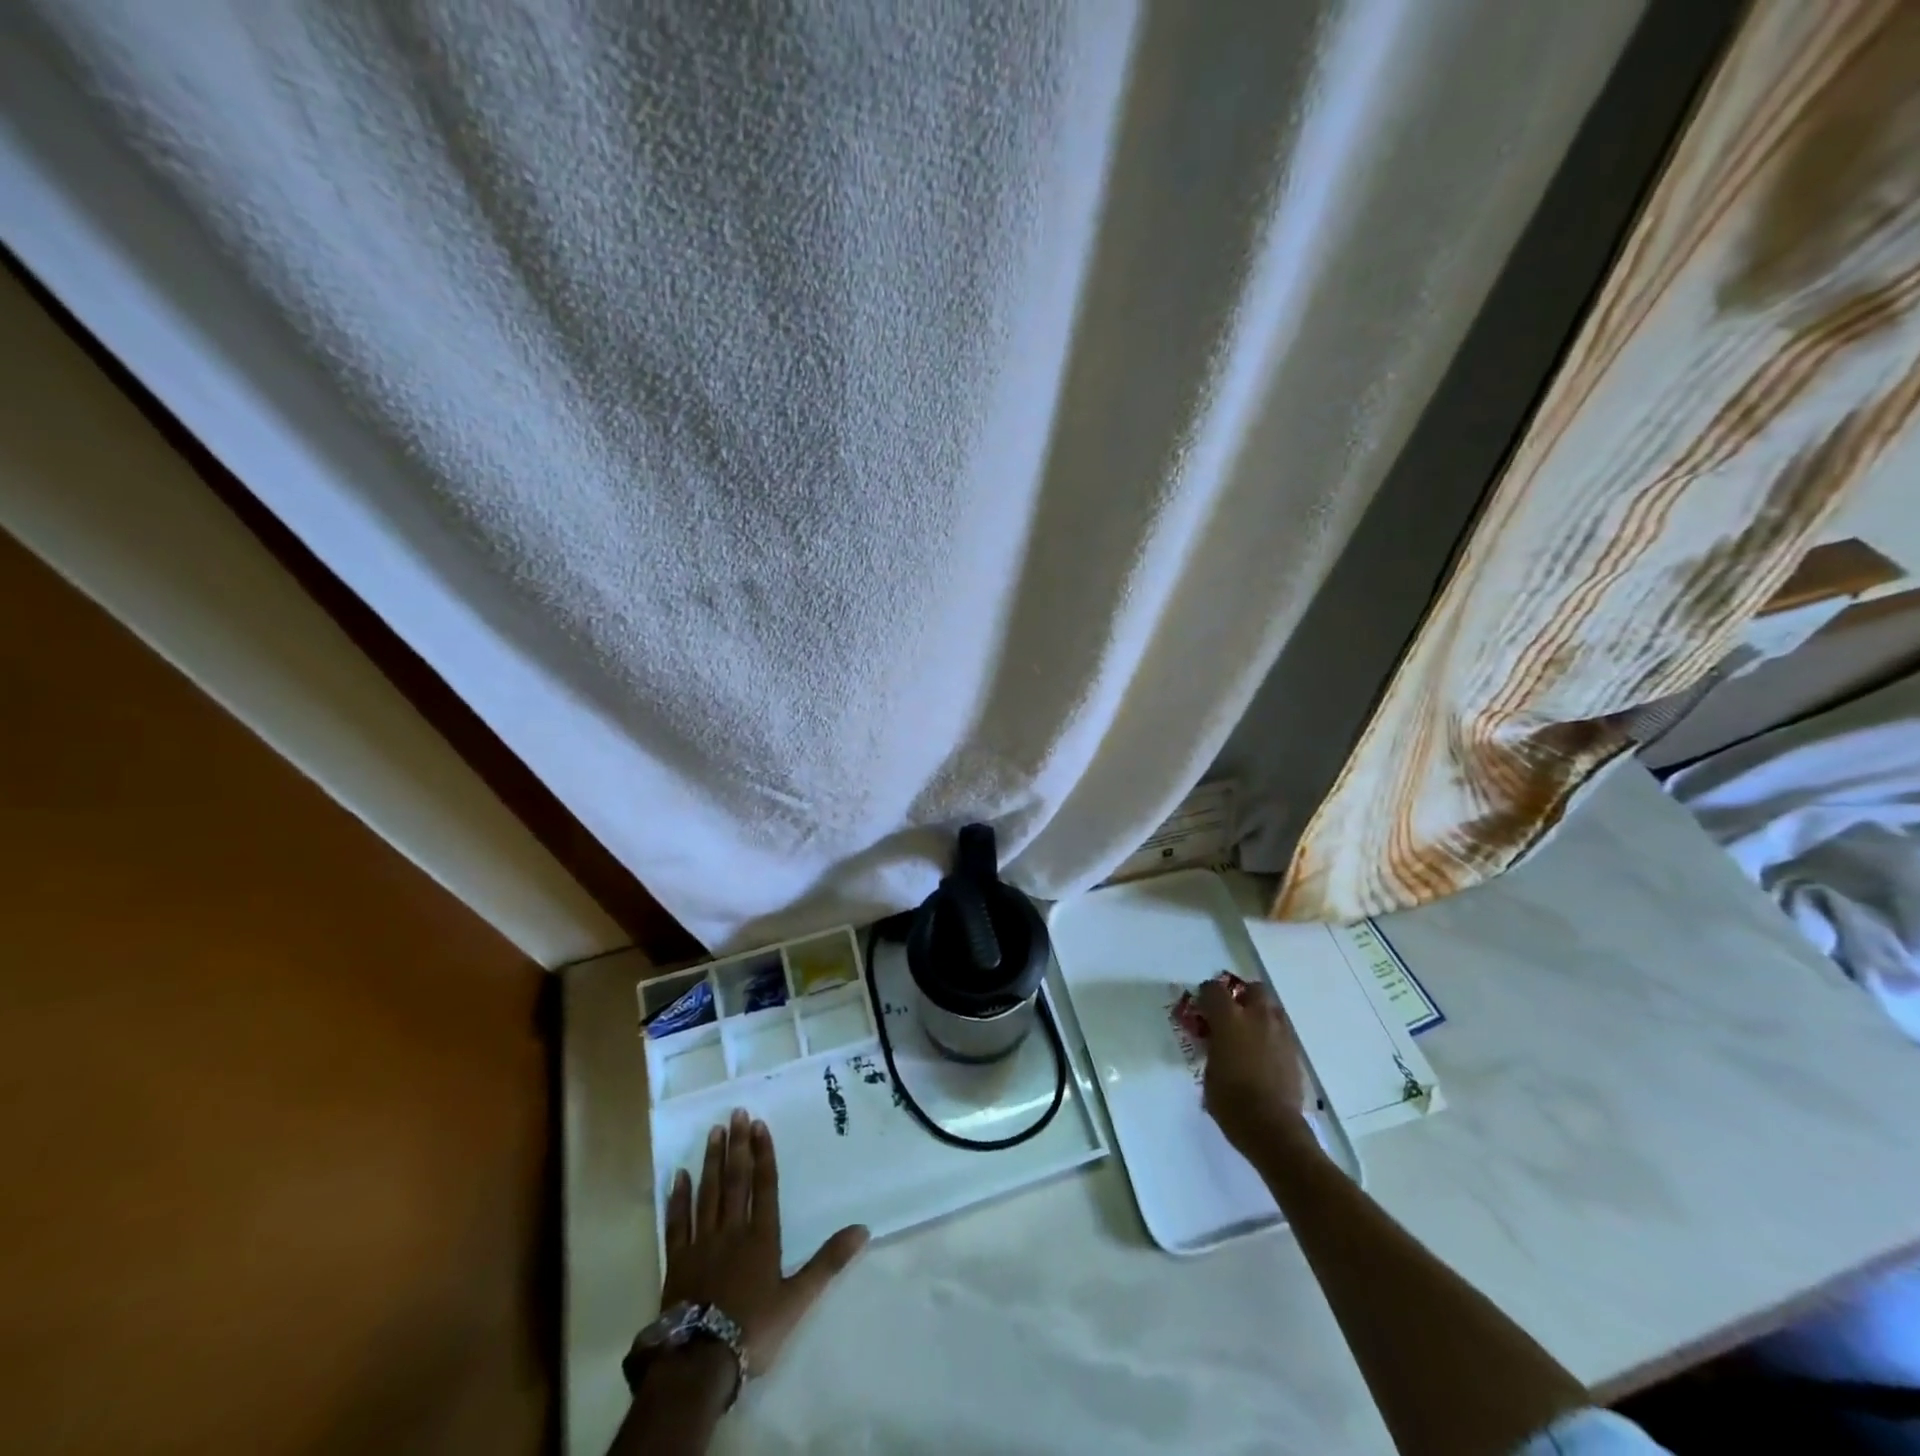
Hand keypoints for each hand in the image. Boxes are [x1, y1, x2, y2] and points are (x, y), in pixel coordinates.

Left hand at [658, 1109, 868, 1375]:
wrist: (700, 1361)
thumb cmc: (753, 1329)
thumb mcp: (798, 1299)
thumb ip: (828, 1262)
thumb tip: (863, 1229)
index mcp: (761, 1237)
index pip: (764, 1186)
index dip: (763, 1154)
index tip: (759, 1124)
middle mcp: (732, 1230)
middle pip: (735, 1180)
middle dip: (737, 1146)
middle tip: (736, 1113)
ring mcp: (702, 1243)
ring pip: (708, 1193)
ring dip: (712, 1161)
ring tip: (714, 1132)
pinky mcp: (677, 1261)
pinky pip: (678, 1222)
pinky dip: (679, 1198)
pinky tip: (679, 1176)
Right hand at [1196, 978, 1313, 1159]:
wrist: (1271, 1127)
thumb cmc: (1230, 1100)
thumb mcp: (1209, 1070)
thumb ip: (1212, 1047)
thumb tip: (1216, 1043)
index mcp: (1229, 1019)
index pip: (1214, 989)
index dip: (1206, 995)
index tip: (1202, 1007)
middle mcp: (1257, 1018)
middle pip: (1254, 989)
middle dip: (1243, 996)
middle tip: (1233, 1013)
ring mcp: (1280, 1034)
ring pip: (1272, 1009)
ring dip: (1261, 1014)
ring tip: (1251, 1033)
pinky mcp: (1294, 1052)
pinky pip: (1282, 1032)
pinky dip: (1272, 1035)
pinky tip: (1264, 1054)